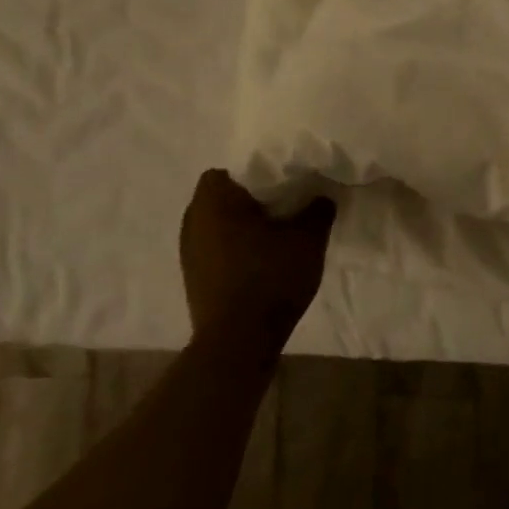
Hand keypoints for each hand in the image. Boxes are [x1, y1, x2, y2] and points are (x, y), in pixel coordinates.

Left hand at [178, 170, 335, 369]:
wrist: (239, 340)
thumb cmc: (271, 277)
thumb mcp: (309, 238)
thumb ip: (317, 209)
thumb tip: (320, 196)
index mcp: (214, 201)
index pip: (230, 169)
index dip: (257, 172)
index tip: (283, 182)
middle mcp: (192, 220)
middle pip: (222, 196)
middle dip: (251, 198)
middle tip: (285, 205)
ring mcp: (189, 251)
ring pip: (218, 223)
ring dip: (242, 225)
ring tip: (276, 233)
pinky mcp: (194, 276)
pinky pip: (216, 247)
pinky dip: (236, 247)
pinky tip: (262, 259)